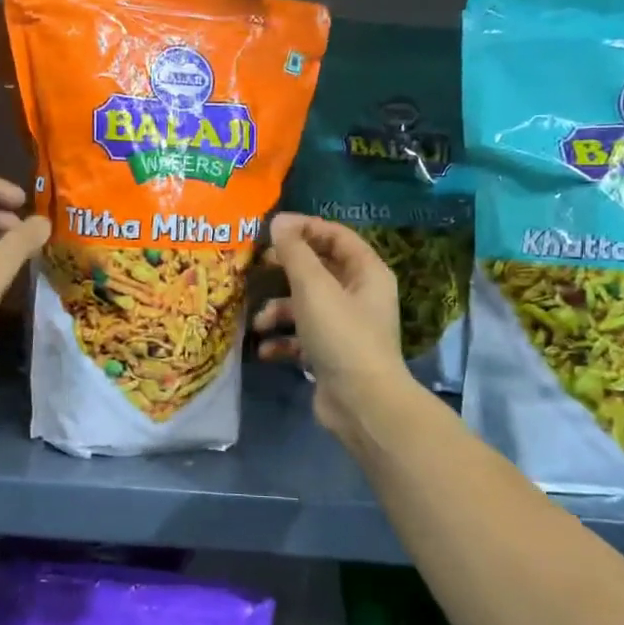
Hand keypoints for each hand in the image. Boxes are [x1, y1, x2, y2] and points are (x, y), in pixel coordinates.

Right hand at [252, 213, 410, 441]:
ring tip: (258, 322)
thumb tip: (279, 221)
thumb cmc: (342, 336)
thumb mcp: (314, 288)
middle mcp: (358, 295)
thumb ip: (294, 252)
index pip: (335, 236)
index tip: (270, 228)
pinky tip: (266, 350)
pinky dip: (282, 340)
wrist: (361, 403)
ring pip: (304, 305)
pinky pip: (301, 337)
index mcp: (366, 272)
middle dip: (284, 270)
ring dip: (277, 310)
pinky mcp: (330, 353)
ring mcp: (344, 326)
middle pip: (317, 269)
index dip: (304, 227)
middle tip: (256, 267)